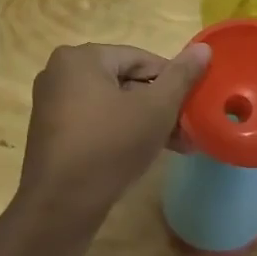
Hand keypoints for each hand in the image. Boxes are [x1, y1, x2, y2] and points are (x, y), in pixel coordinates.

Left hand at [15, 42, 211, 227]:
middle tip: (188, 130)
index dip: (173, 82)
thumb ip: (181, 76)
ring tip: (176, 145)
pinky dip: (121, 132)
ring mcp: (52, 104)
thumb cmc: (110, 147)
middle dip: (160, 106)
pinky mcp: (52, 133)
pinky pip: (96, 122)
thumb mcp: (155, 109)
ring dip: (145, 122)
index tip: (193, 107)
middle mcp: (60, 73)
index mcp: (81, 58)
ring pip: (113, 104)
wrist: (60, 207)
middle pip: (126, 81)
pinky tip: (146, 153)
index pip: (142, 59)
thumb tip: (204, 48)